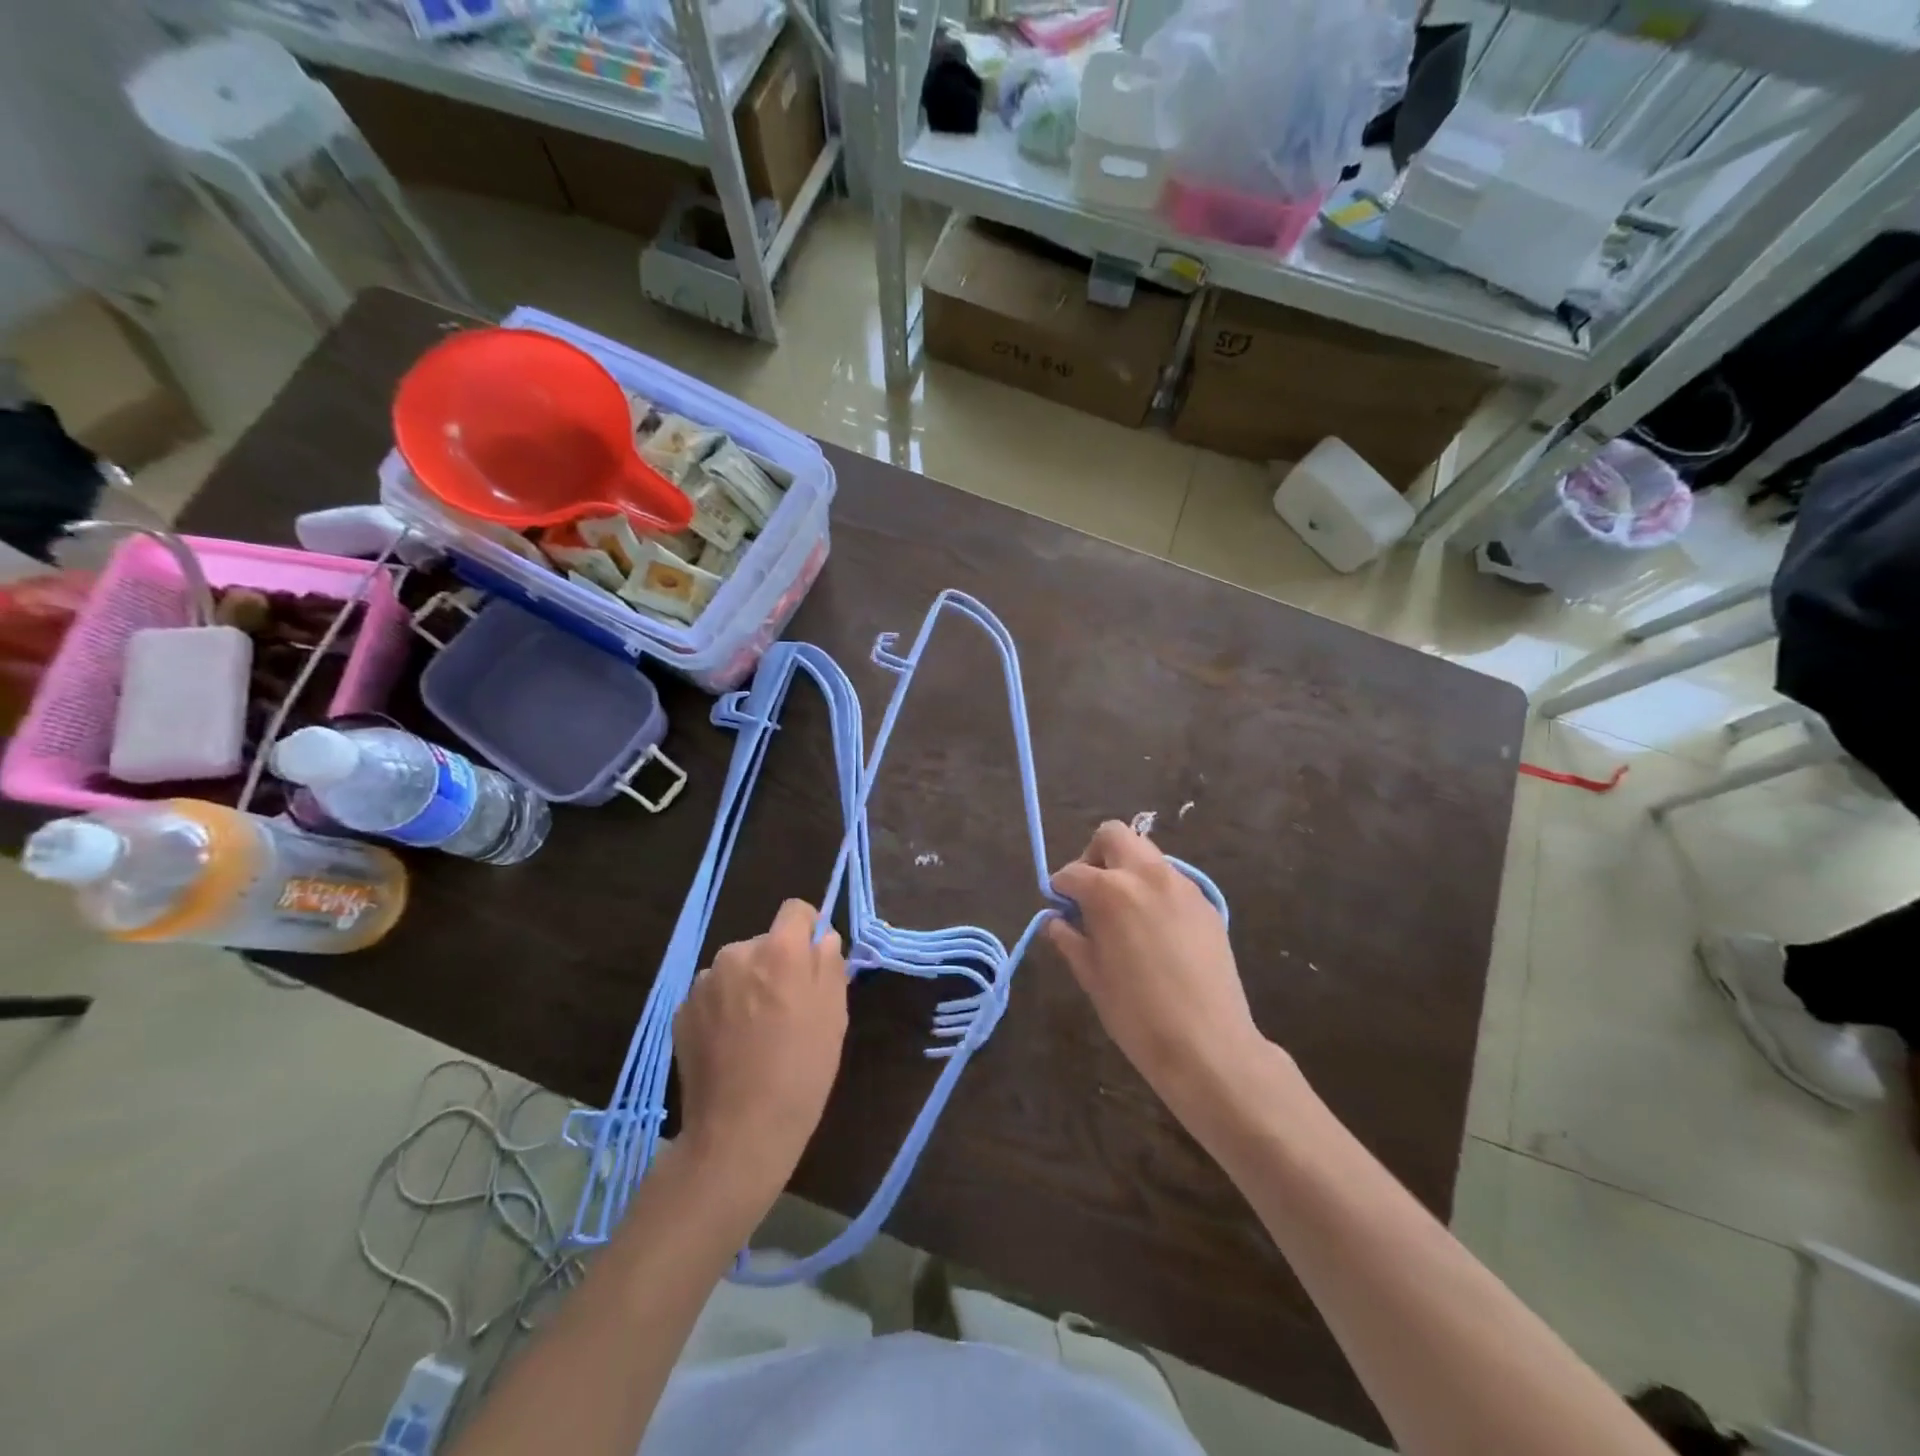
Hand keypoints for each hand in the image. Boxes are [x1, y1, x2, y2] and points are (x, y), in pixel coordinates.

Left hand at [674, 900, 848, 1201]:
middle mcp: (736, 952)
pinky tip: (731, 1046)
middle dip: (777, 964)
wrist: (738, 1131)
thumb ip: (829, 964)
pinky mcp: (681, 1012)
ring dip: (747, 986)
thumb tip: (822, 939)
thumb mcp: (834, 1015)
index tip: (813, 962)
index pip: (796, 910)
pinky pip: (712, 995)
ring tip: (756, 1032)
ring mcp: (703, 983)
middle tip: (789, 1009)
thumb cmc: (800, 1070)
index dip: (808, 930)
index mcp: (778, 949)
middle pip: (764, 942)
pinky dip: (723, 1009)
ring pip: (736, 969)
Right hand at [1046, 822, 1262, 1116]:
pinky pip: (1172, 881)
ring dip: (1127, 870)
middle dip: (1095, 856)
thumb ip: (1069, 939)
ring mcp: (1182, 886)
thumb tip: (1055, 921)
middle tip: (1091, 894)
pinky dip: (1154, 890)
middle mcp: (1147, 875)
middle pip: (1114, 835)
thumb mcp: (1092, 976)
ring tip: (1124, 913)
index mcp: (1111, 890)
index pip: (1072, 872)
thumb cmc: (1136, 1014)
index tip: (1058, 906)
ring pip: (1147, 854)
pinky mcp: (1206, 904)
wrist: (1208, 1045)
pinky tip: (1155, 930)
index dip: (1059, 888)